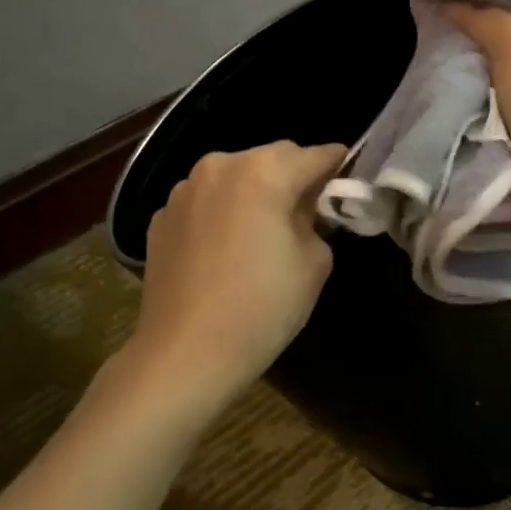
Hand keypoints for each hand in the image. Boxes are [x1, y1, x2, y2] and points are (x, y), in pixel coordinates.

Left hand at [125, 141, 345, 411]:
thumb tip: (304, 211)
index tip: (348, 179)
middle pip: (272, 158)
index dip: (337, 165)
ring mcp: (184, 191)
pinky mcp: (161, 218)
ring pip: (235, 176)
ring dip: (255, 191)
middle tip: (308, 212)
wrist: (185, 354)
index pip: (315, 155)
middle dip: (294, 176)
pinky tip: (226, 249)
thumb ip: (316, 221)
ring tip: (263, 231)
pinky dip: (223, 212)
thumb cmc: (262, 307)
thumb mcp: (315, 262)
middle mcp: (220, 166)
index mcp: (263, 171)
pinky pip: (206, 201)